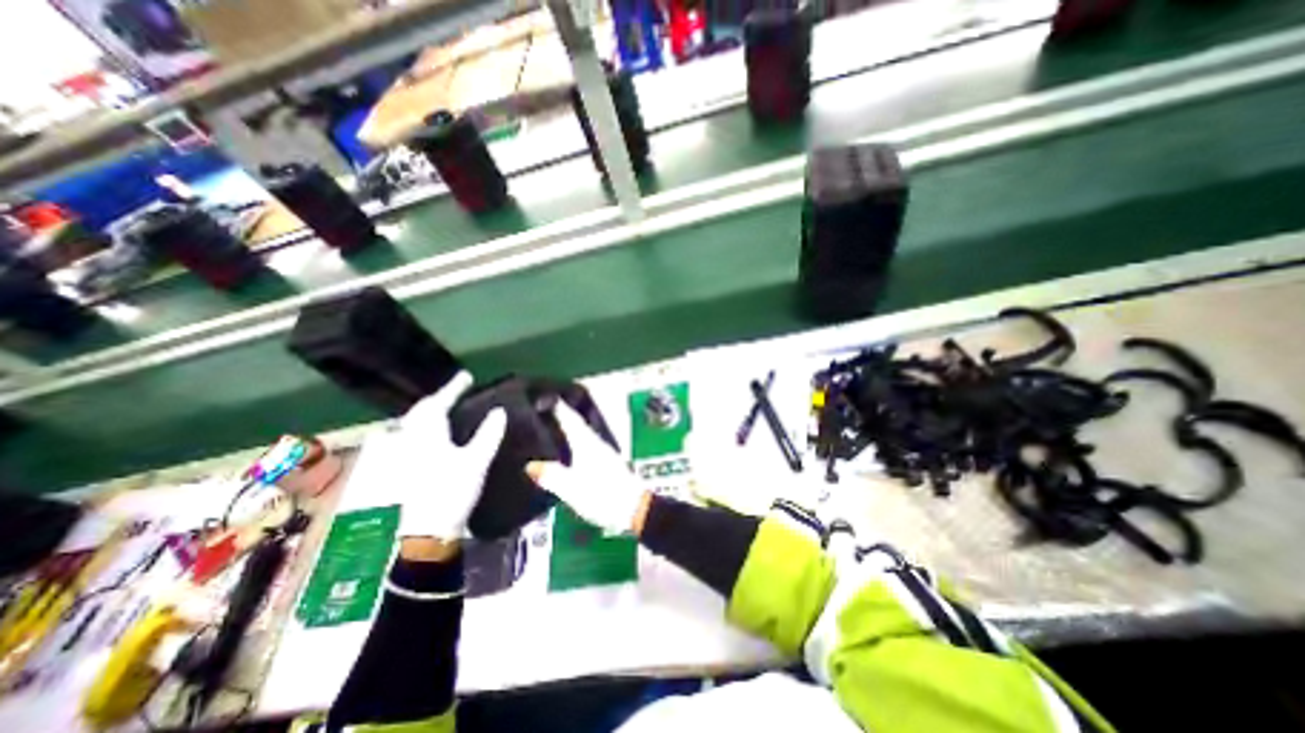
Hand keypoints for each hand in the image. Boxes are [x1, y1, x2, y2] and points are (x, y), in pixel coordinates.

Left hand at [391, 371, 503, 542]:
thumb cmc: (451, 492)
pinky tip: (425, 443)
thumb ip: (488, 434)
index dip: (453, 387)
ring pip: (407, 427)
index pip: (438, 401)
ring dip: (424, 418)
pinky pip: (403, 443)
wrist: (421, 535)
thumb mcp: (476, 461)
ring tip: (440, 418)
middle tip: (454, 397)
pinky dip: (415, 436)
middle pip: (419, 412)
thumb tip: (500, 410)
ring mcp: (394, 457)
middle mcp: (405, 439)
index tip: (467, 376)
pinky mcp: (392, 473)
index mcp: (426, 433)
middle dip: (437, 401)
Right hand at [524, 407, 645, 532]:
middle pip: (577, 423)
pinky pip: (587, 444)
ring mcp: (604, 452)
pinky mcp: (608, 462)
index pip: (570, 419)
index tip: (545, 399)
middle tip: (545, 411)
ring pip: (583, 433)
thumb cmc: (602, 496)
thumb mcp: (572, 489)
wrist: (635, 508)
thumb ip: (551, 476)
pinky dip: (576, 441)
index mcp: (586, 444)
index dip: (558, 407)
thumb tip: (529, 465)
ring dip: (570, 428)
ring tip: (553, 428)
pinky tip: (571, 450)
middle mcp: (595, 443)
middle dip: (562, 415)